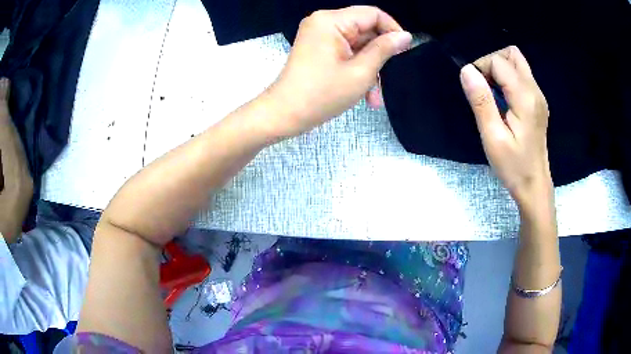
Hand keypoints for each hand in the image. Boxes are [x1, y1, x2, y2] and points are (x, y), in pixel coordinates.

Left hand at [265, 6, 410, 138]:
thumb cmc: (322, 95)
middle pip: (365, 30)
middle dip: (379, 56)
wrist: (284, 114)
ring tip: (374, 97)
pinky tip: (364, 93)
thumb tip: (405, 36)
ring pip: (357, 45)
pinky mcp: (317, 48)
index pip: (372, 14)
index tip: (405, 51)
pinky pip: (345, 52)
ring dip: (369, 69)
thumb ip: (384, 49)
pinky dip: (356, 69)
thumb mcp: (361, 72)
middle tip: (389, 81)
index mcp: (331, 21)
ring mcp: (319, 35)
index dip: (393, 30)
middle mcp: (323, 22)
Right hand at [460, 46, 551, 207]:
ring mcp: (539, 96)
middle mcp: (535, 91)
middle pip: (511, 54)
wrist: (534, 186)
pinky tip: (503, 99)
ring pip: (518, 62)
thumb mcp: (493, 138)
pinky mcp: (538, 102)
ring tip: (492, 91)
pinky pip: (521, 75)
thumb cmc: (514, 167)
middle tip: (484, 88)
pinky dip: (508, 78)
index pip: (499, 62)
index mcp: (525, 98)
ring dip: (500, 68)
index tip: (474, 91)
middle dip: (492, 63)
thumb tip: (466, 70)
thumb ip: (481, 101)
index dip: (481, 68)